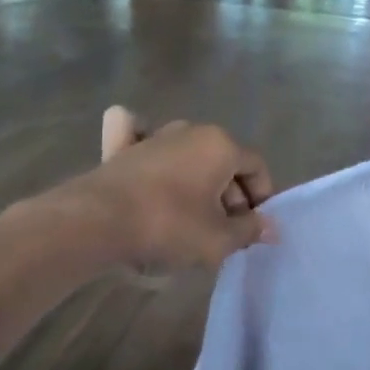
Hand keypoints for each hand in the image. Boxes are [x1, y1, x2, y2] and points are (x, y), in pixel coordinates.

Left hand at [62, 107, 277, 271]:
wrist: (98, 221)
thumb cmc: (169, 226)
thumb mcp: (218, 239)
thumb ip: (249, 230)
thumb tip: (271, 227)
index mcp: (221, 145)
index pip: (256, 167)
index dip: (262, 198)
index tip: (253, 228)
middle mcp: (192, 130)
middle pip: (224, 161)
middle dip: (231, 195)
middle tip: (225, 231)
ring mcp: (155, 135)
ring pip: (189, 155)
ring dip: (198, 181)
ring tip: (192, 215)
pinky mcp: (123, 147)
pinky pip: (140, 136)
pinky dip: (146, 142)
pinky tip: (143, 147)